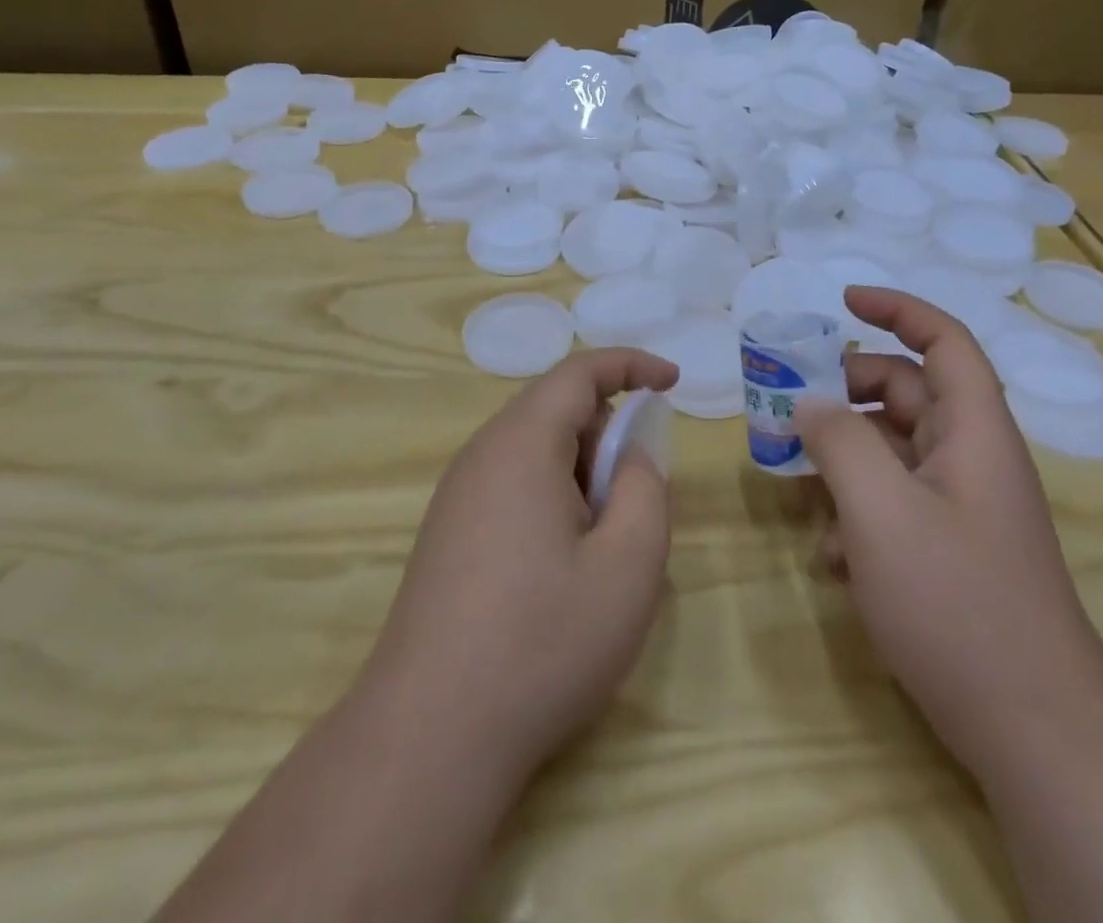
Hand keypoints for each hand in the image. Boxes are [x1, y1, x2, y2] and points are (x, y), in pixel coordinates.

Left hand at [357, 347, 679, 784]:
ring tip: (599, 543)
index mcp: (521, 444)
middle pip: (555, 410)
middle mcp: (481, 455)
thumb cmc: (542, 642)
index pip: (579, 372)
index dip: (631, 365)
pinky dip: (552, 499)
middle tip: (633, 499)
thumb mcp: (628, 565)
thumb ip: (645, 489)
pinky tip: (559, 569)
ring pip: (535, 451)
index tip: (673, 382)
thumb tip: (631, 458)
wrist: (430, 735)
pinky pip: (512, 485)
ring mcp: (457, 496)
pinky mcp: (447, 534)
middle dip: (607, 435)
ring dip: (580, 473)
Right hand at [799, 287, 1102, 766]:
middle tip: (790, 402)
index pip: (943, 341)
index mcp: (972, 430)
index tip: (842, 302)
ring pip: (892, 450)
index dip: (897, 310)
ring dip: (843, 458)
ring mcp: (960, 505)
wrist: (1034, 729)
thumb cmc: (958, 603)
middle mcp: (970, 457)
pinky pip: (894, 502)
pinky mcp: (948, 547)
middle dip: (846, 392)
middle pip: (905, 394)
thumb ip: (840, 443)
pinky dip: (857, 511)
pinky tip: (830, 558)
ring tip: (796, 482)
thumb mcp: (882, 512)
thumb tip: (809, 403)